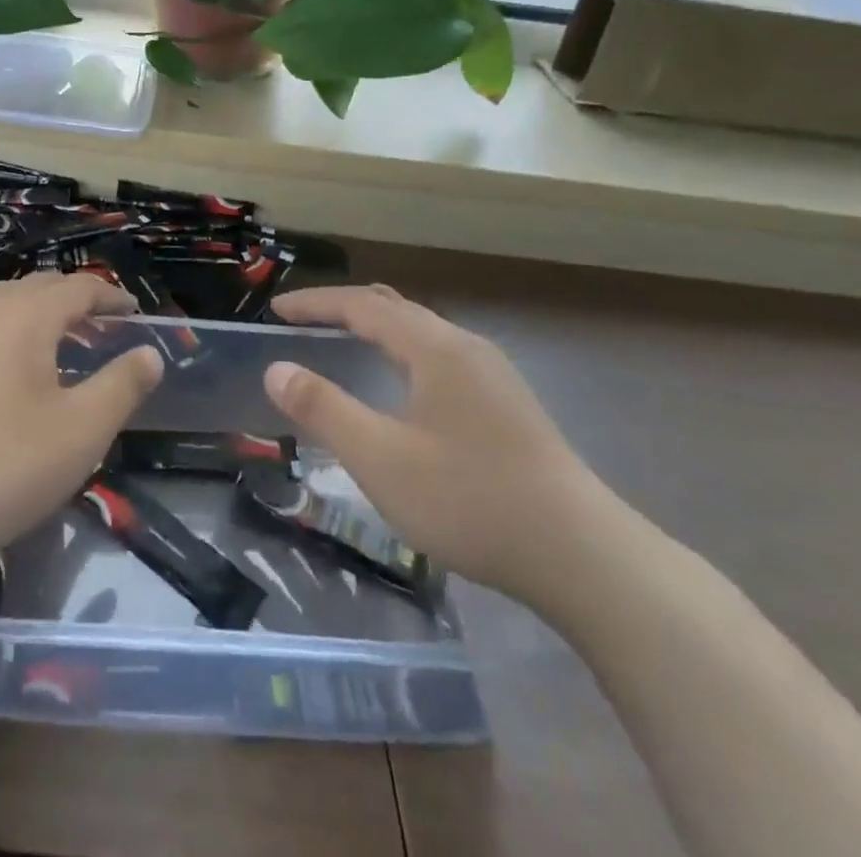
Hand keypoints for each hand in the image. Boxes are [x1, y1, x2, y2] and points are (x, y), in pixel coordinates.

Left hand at [0, 273, 162, 569]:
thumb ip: (122, 386)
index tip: (135, 314)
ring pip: (3, 304)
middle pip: (38, 288)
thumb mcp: (81, 431)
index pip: (78, 287)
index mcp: (25, 316)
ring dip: (39, 315)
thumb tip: (150, 353)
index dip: (111, 297)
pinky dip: (8, 334)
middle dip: (76, 301)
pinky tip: (10, 376)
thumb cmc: (1, 466)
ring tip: (60, 346)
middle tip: (104, 329)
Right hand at [266, 284, 616, 604]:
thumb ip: (323, 409)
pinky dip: (403, 352)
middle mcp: (466, 347)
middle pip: (396, 308)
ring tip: (346, 341)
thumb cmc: (470, 500)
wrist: (583, 557)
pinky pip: (441, 356)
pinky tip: (404, 386)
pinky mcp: (509, 406)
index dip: (316, 303)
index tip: (276, 310)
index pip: (363, 306)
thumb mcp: (380, 458)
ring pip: (423, 332)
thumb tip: (277, 369)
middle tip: (306, 320)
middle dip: (345, 308)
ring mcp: (494, 376)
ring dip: (378, 329)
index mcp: (434, 348)